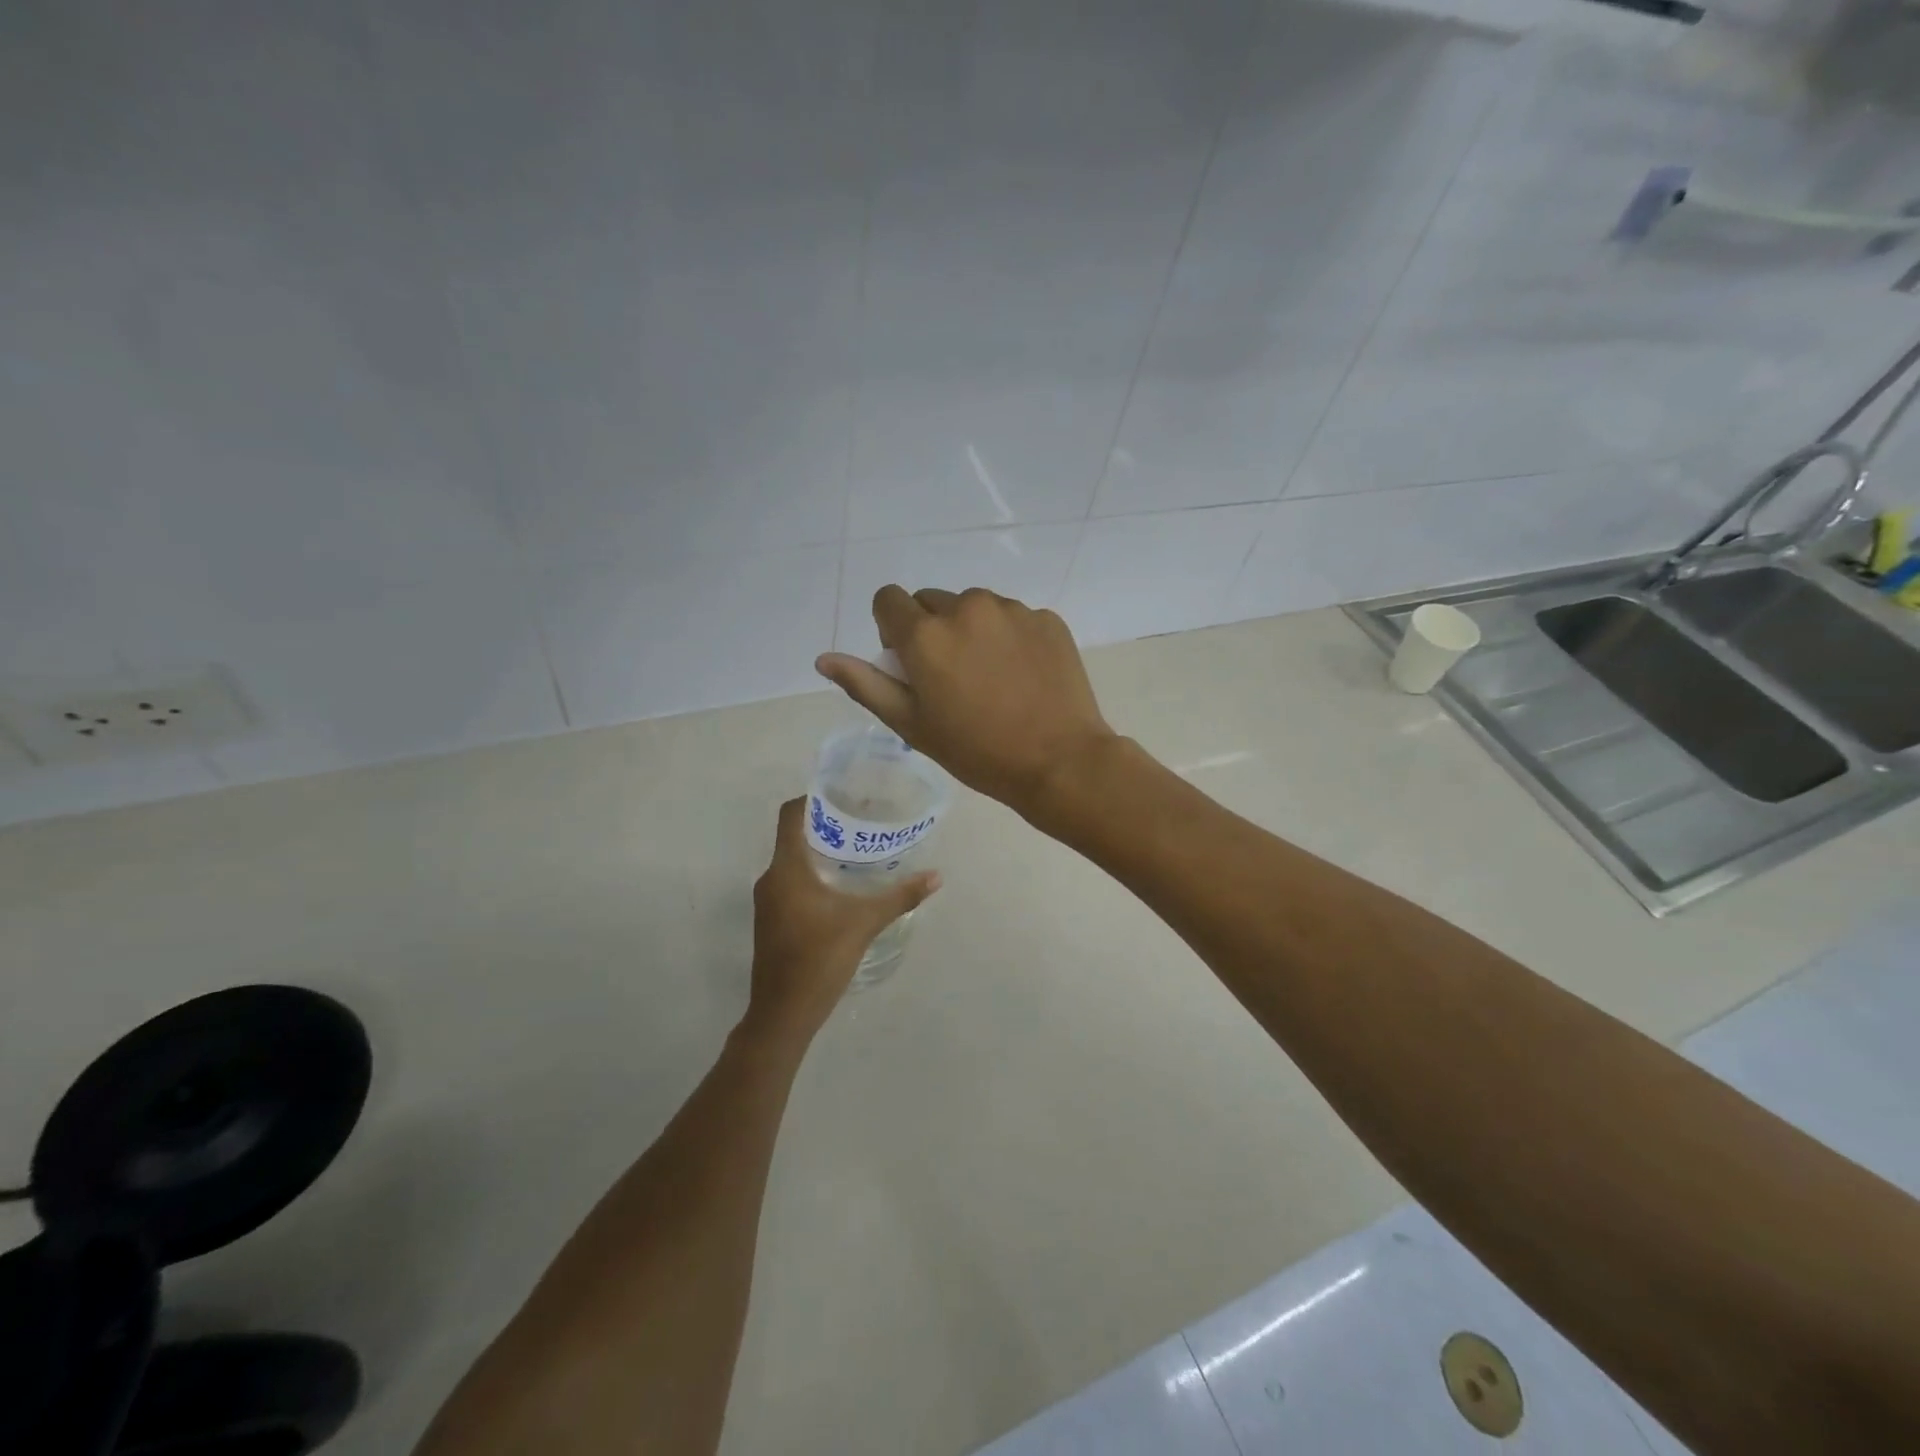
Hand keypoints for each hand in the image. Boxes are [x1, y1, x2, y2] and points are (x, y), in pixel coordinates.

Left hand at [745, 796, 940, 1040]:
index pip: (790, 815)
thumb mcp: (864, 923)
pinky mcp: (772, 921)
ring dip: (820, 853)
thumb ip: (900, 897)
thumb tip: (936, 877)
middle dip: (826, 826)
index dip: (812, 799)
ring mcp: (768, 902)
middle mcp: (771, 878)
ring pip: (793, 862)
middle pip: (794, 836)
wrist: (783, 1014)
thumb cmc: (819, 959)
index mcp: (786, 869)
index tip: (843, 795)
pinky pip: (791, 884)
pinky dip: (813, 876)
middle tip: (863, 822)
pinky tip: (842, 888)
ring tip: (857, 851)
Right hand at [815, 587, 1116, 818]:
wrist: (1060, 762)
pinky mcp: (1046, 618)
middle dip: (932, 630)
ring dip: (972, 630)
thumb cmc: (977, 752)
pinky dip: (1010, 638)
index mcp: (926, 634)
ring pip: (975, 607)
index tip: (909, 663)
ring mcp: (1012, 609)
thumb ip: (866, 685)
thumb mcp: (912, 725)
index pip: (888, 600)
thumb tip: (824, 659)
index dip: (890, 628)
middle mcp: (967, 607)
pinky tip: (1023, 676)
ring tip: (991, 678)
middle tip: (952, 677)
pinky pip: (1013, 617)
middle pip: (932, 601)